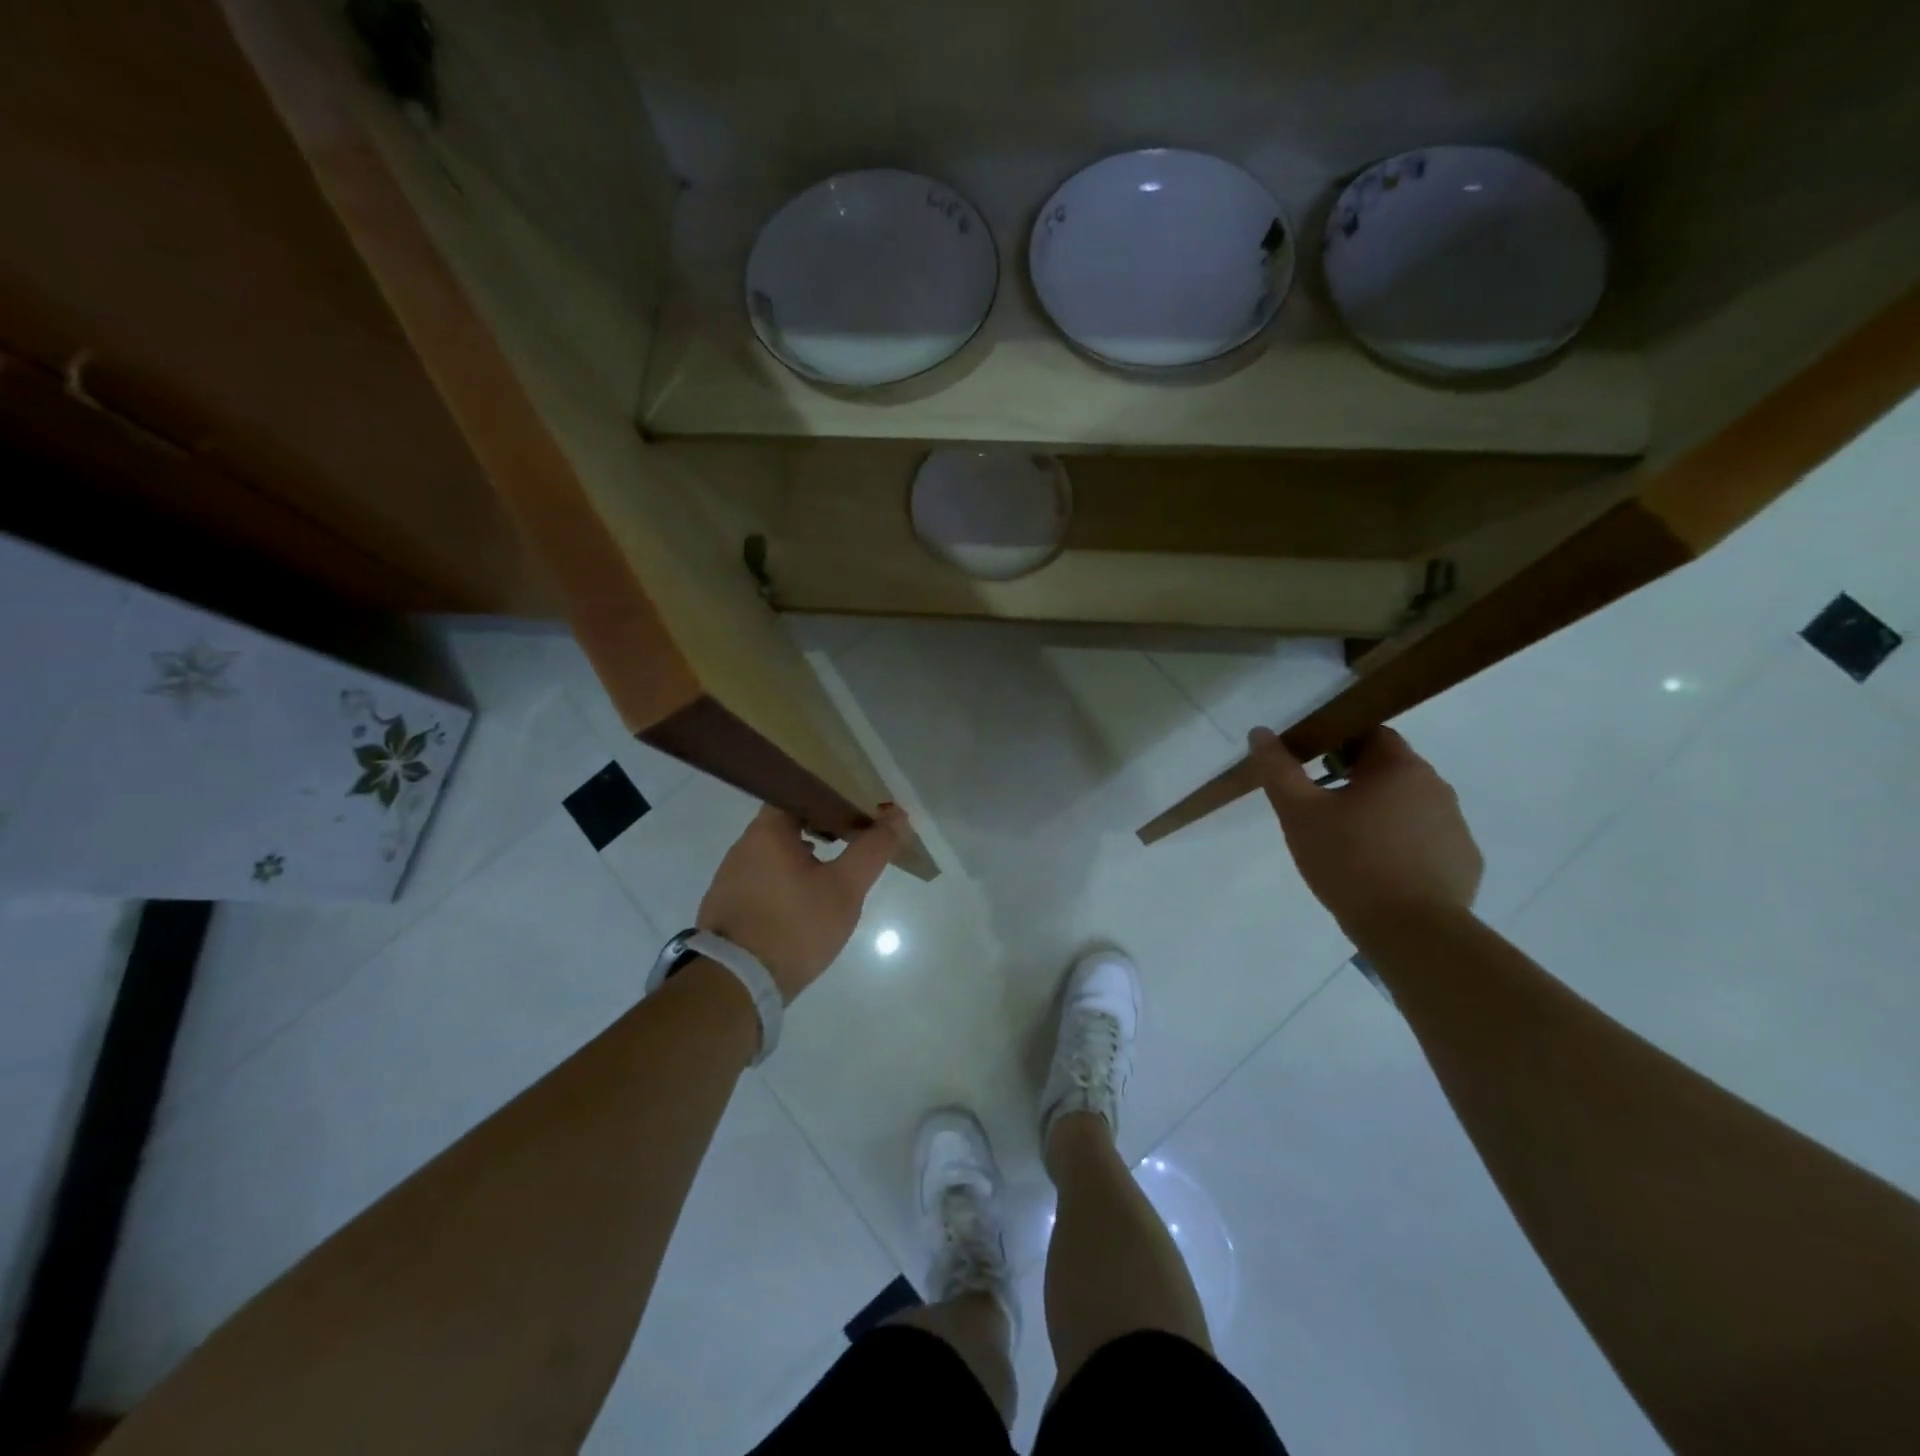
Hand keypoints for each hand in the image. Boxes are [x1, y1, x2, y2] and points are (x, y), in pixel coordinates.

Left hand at [696, 802, 908, 1002]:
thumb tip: (897, 815)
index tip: (858, 810)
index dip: (832, 796)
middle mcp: (743, 845)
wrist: (736, 986)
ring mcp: (730, 876)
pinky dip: (786, 879)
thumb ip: (872, 849)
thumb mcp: (845, 888)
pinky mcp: (726, 904)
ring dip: (803, 856)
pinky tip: (804, 901)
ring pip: (775, 852)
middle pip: (788, 821)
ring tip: (834, 870)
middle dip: (822, 827)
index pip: (801, 792)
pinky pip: (762, 878)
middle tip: (854, 840)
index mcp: (768, 830)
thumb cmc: (795, 927)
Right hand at [1247, 726, 1482, 943]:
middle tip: (1321, 809)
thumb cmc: (1349, 861)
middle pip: (1389, 769)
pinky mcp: (1463, 862)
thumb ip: (1278, 769)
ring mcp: (1456, 826)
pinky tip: (1379, 871)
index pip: (1370, 733)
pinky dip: (1402, 845)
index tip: (1311, 767)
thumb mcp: (1299, 813)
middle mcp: (1436, 787)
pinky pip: (1427, 840)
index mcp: (1400, 767)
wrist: (1410, 932)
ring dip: (1379, 813)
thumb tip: (1260, 733)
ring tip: (1348, 844)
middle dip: (1355, 780)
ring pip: (1408, 805)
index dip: (1338, 743)